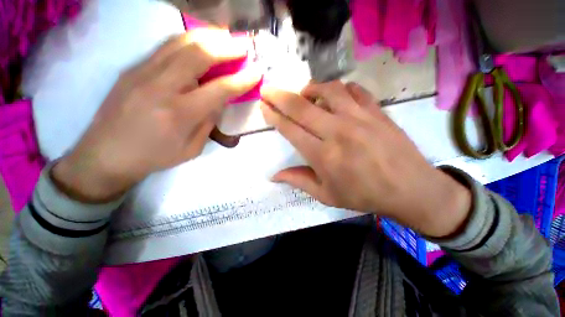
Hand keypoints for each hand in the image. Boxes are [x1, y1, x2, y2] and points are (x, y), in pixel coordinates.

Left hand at [52, 29, 260, 201]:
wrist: (106, 154)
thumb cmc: (155, 157)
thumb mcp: (192, 148)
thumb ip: (209, 122)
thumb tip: (220, 100)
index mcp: (180, 113)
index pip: (220, 89)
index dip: (242, 79)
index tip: (257, 72)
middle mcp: (161, 87)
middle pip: (199, 54)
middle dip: (226, 47)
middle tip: (243, 46)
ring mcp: (143, 72)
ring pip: (180, 43)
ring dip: (208, 36)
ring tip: (225, 37)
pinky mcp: (133, 68)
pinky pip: (165, 47)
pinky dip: (188, 40)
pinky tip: (200, 42)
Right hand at [261, 81, 470, 236]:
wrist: (410, 189)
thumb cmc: (364, 195)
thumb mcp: (327, 195)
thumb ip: (299, 181)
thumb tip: (274, 176)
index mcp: (323, 156)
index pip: (290, 129)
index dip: (274, 116)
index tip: (263, 106)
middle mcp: (338, 132)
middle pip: (301, 107)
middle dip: (279, 96)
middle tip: (268, 89)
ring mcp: (359, 118)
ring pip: (328, 90)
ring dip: (310, 88)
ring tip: (304, 93)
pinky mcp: (377, 111)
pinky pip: (354, 90)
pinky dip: (340, 89)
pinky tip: (335, 96)